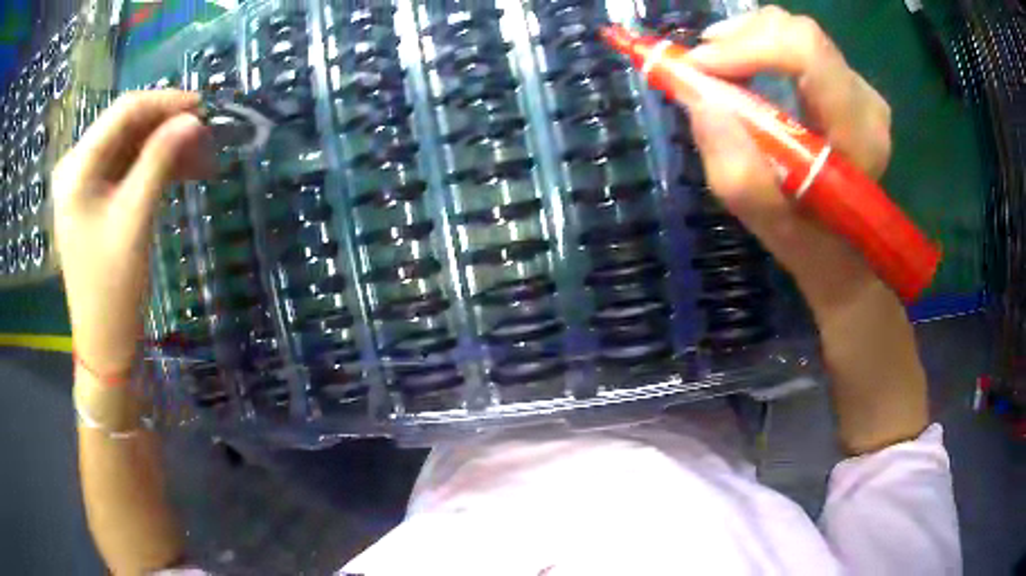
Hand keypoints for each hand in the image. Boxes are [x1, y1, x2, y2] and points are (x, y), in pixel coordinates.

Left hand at [53, 91, 211, 376]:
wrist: (104, 339)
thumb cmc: (113, 287)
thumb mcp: (135, 219)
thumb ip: (160, 161)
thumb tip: (193, 120)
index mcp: (77, 168)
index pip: (123, 111)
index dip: (164, 102)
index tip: (202, 106)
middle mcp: (76, 166)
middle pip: (126, 126)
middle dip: (167, 127)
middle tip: (206, 138)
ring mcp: (84, 182)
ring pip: (130, 145)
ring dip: (165, 146)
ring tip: (201, 158)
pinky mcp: (94, 197)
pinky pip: (127, 166)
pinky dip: (154, 165)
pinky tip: (180, 170)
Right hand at [684, 7, 927, 452]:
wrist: (845, 255)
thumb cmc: (810, 244)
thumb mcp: (769, 224)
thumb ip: (737, 171)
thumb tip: (701, 102)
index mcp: (856, 134)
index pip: (808, 53)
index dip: (749, 45)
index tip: (700, 65)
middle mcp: (865, 103)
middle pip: (800, 33)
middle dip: (742, 37)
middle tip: (703, 63)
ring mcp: (861, 93)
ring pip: (796, 32)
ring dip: (748, 39)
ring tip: (718, 63)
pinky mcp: (849, 88)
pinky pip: (800, 46)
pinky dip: (762, 46)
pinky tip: (743, 66)